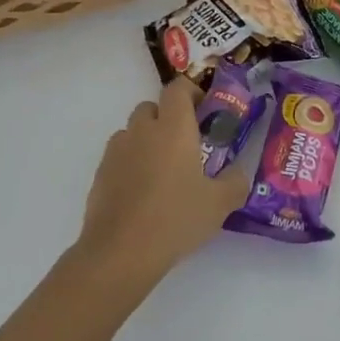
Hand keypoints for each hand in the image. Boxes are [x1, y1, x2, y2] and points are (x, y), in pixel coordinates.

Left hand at [74, 78, 250, 284]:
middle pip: (151, 107)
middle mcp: (142, 131)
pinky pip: (119, 157)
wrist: (120, 252)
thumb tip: (239, 173)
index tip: (204, 110)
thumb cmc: (176, 219)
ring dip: (147, 141)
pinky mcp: (99, 174)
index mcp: (173, 128)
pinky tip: (142, 194)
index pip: (178, 88)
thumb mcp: (219, 204)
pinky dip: (130, 164)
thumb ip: (235, 182)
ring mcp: (116, 151)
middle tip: (186, 145)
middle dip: (167, 118)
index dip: (191, 92)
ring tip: (162, 172)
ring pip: (132, 132)